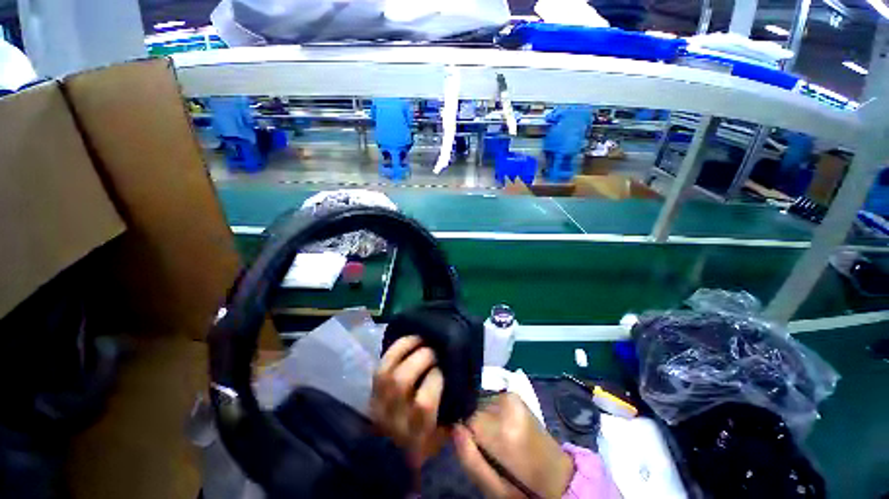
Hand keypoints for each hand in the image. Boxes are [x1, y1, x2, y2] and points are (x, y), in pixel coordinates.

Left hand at [370, 336, 448, 468]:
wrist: (393, 455)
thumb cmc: (428, 440)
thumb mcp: (447, 432)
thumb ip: (454, 409)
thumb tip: (458, 376)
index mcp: (417, 434)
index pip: (423, 403)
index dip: (435, 378)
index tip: (445, 369)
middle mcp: (394, 419)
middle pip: (401, 381)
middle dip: (422, 358)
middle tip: (435, 350)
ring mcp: (379, 404)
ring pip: (388, 370)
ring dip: (407, 349)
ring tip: (422, 339)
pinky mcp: (371, 392)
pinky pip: (381, 364)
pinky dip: (396, 348)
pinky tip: (411, 340)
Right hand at [453, 393, 574, 498]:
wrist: (556, 475)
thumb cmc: (522, 487)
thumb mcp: (493, 487)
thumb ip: (469, 458)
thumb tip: (454, 427)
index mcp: (503, 432)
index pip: (467, 418)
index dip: (465, 432)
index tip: (472, 446)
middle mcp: (507, 406)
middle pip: (473, 408)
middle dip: (473, 424)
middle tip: (486, 446)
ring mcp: (512, 397)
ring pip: (480, 402)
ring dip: (481, 417)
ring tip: (494, 438)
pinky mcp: (515, 395)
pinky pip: (489, 399)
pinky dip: (489, 411)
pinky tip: (500, 427)